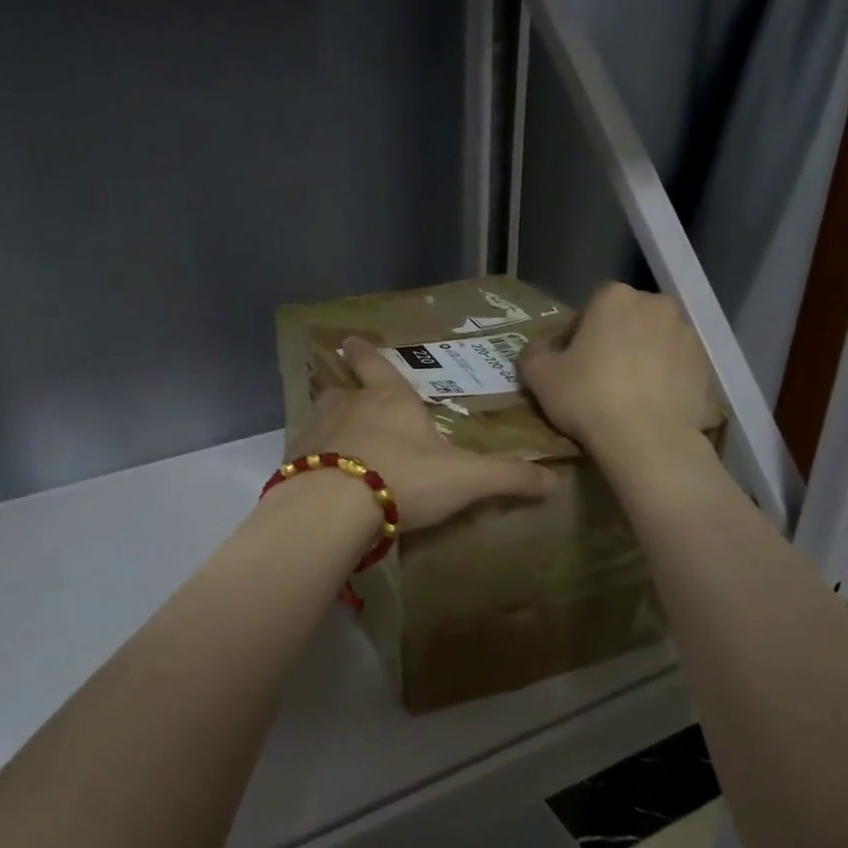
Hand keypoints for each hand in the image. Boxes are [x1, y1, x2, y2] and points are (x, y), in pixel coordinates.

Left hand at [293, 338, 557, 530]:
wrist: (336, 506)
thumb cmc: (406, 478)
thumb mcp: (465, 479)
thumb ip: (507, 477)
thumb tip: (553, 479)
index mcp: (390, 401)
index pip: (377, 366)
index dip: (366, 354)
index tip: (351, 340)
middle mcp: (350, 407)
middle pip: (342, 391)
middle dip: (346, 391)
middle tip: (346, 395)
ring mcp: (317, 432)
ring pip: (320, 416)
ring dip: (327, 422)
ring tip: (334, 438)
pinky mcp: (294, 462)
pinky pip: (303, 452)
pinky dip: (311, 458)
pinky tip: (317, 476)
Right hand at [519, 283, 720, 455]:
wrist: (646, 438)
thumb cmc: (587, 396)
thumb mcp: (539, 375)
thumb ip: (534, 353)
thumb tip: (541, 349)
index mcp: (614, 297)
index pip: (591, 306)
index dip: (578, 333)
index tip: (570, 361)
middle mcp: (656, 305)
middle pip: (627, 319)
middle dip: (613, 340)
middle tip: (597, 375)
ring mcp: (686, 334)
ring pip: (654, 341)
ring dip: (640, 358)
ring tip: (625, 393)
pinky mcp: (705, 366)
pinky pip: (675, 366)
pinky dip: (663, 378)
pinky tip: (648, 405)